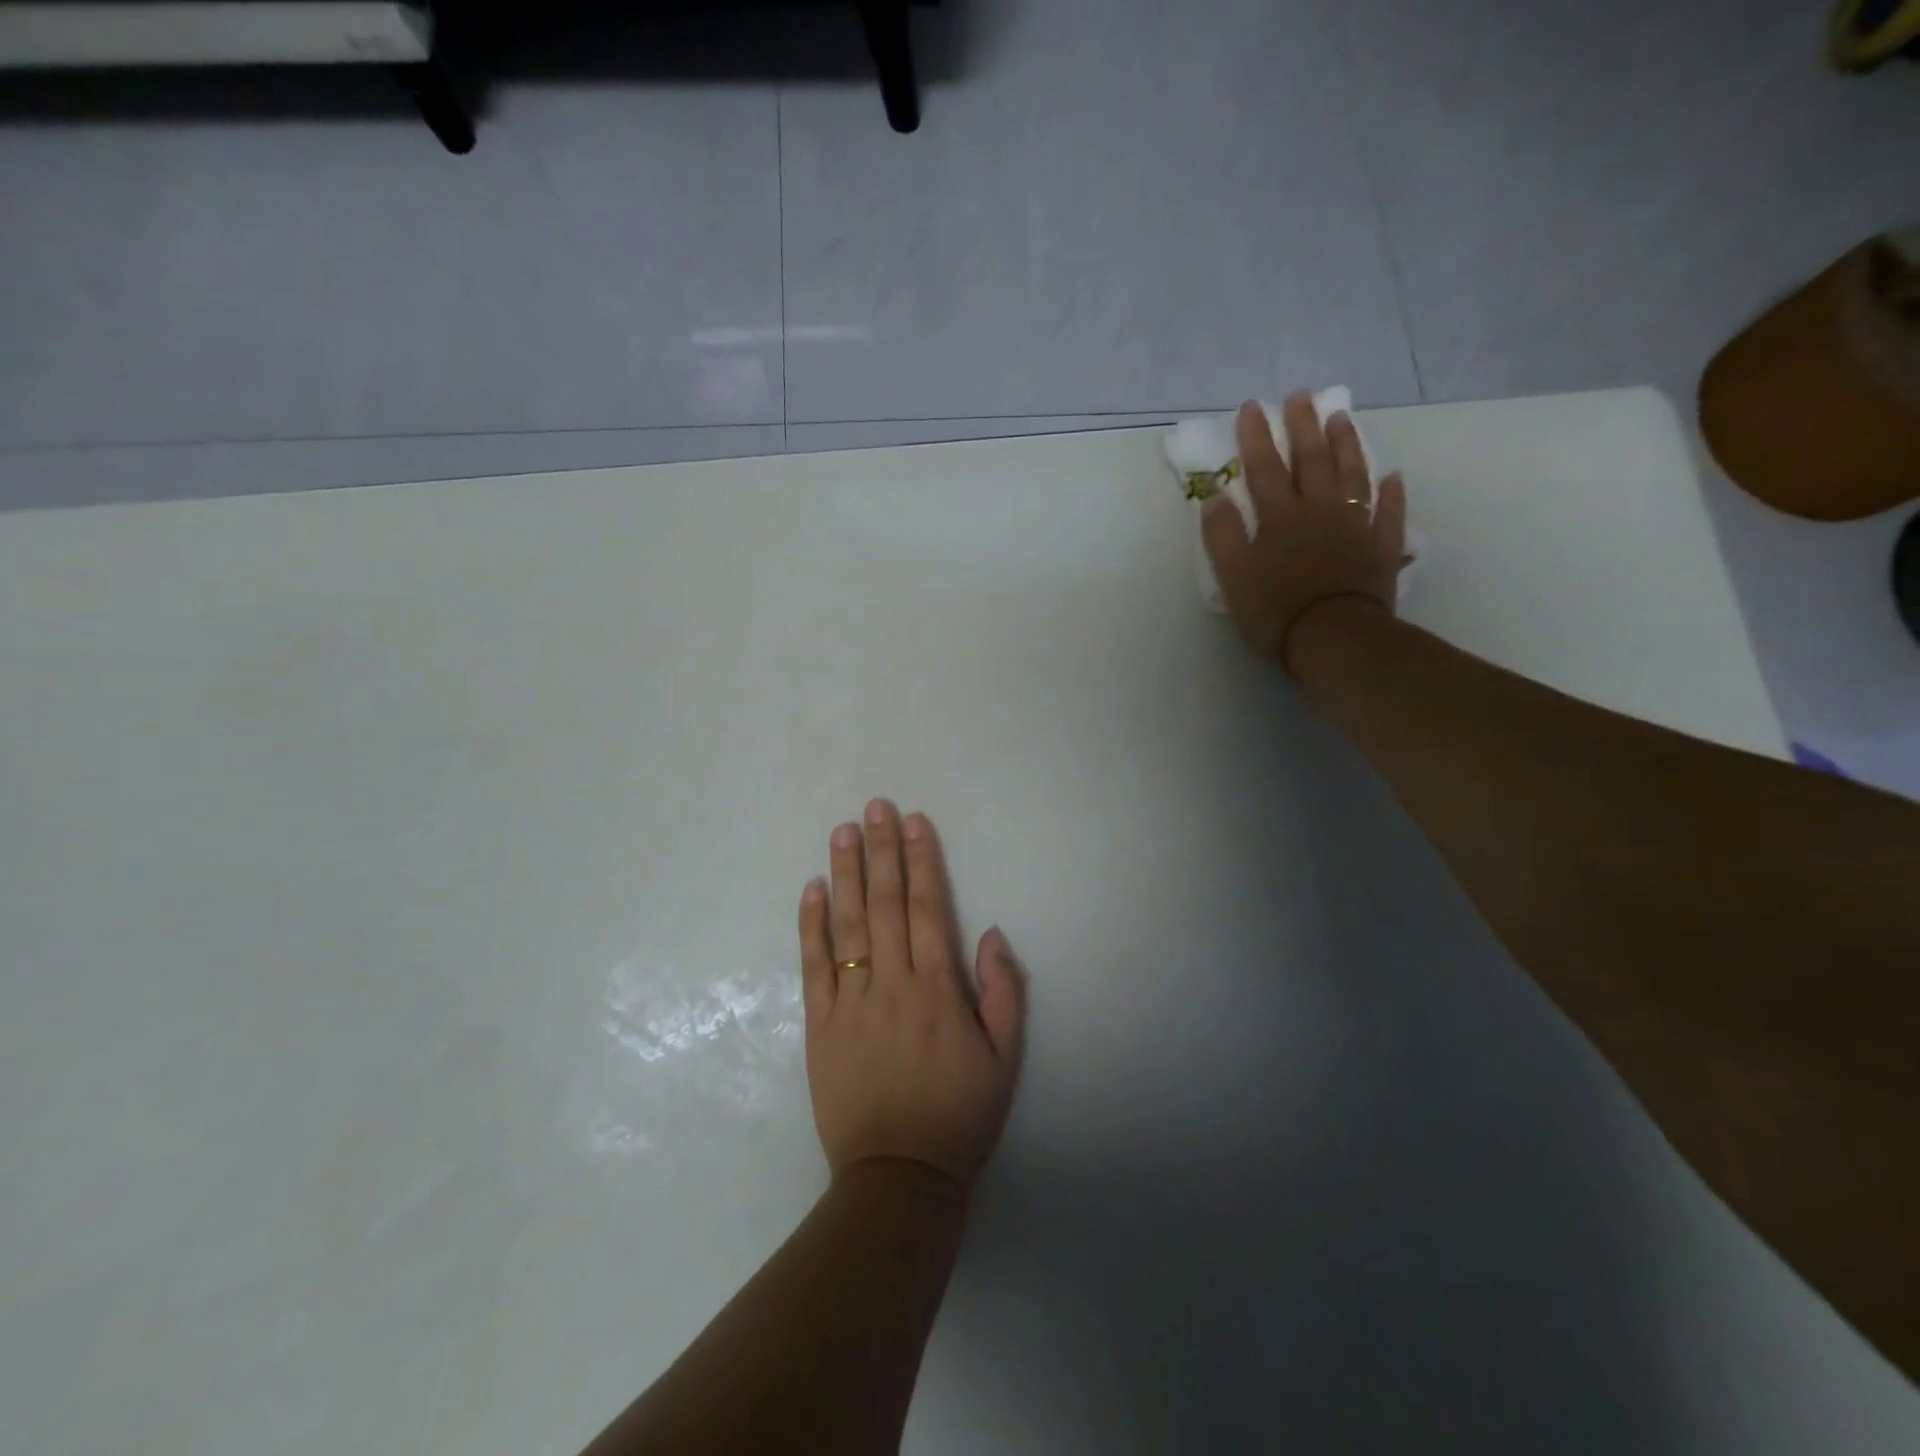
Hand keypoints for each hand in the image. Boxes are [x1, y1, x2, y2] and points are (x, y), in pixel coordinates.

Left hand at [798, 800, 1024, 1190]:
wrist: (899, 1177)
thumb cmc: (959, 1115)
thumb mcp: (1005, 1059)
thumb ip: (1004, 992)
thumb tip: (989, 933)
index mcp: (938, 990)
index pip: (927, 908)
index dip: (920, 861)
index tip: (913, 822)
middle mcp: (892, 984)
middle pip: (885, 904)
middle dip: (881, 851)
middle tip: (874, 807)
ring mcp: (850, 1002)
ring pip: (847, 926)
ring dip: (846, 874)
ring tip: (842, 832)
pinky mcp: (819, 1026)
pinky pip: (813, 966)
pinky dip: (811, 926)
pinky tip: (812, 890)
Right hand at [1203, 393, 1408, 673]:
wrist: (1333, 639)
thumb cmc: (1276, 610)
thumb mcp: (1233, 576)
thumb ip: (1222, 535)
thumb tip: (1215, 496)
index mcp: (1279, 518)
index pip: (1264, 469)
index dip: (1256, 437)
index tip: (1251, 407)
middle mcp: (1318, 512)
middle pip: (1311, 462)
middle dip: (1303, 427)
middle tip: (1301, 396)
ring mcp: (1354, 527)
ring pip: (1351, 476)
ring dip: (1346, 445)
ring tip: (1341, 418)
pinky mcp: (1380, 549)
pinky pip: (1388, 514)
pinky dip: (1391, 494)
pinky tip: (1393, 476)